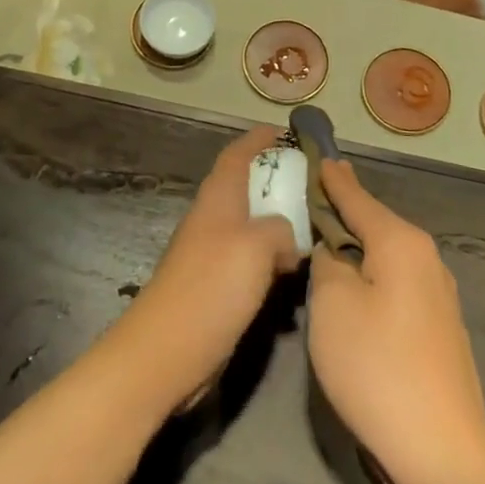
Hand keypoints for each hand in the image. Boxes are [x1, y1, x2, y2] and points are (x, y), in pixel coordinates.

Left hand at [115, 126, 300, 406]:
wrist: (167, 351)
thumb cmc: (212, 287)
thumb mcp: (257, 246)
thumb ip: (280, 229)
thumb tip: (288, 236)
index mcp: (218, 198)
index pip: (238, 154)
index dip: (259, 139)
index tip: (288, 132)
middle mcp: (213, 219)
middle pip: (246, 187)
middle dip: (277, 181)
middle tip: (316, 184)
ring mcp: (212, 254)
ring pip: (252, 226)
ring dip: (279, 223)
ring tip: (316, 227)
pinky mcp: (216, 287)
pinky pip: (251, 260)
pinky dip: (273, 258)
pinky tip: (295, 274)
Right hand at [308, 159, 484, 483]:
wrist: (441, 453)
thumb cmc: (376, 367)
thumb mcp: (331, 304)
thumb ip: (327, 262)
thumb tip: (334, 250)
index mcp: (400, 242)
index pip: (355, 195)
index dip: (330, 177)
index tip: (315, 153)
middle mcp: (426, 258)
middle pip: (373, 222)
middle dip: (342, 210)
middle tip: (309, 196)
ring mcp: (437, 295)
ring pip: (385, 254)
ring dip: (355, 247)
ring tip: (324, 239)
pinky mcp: (438, 328)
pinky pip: (395, 282)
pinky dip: (371, 275)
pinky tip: (353, 288)